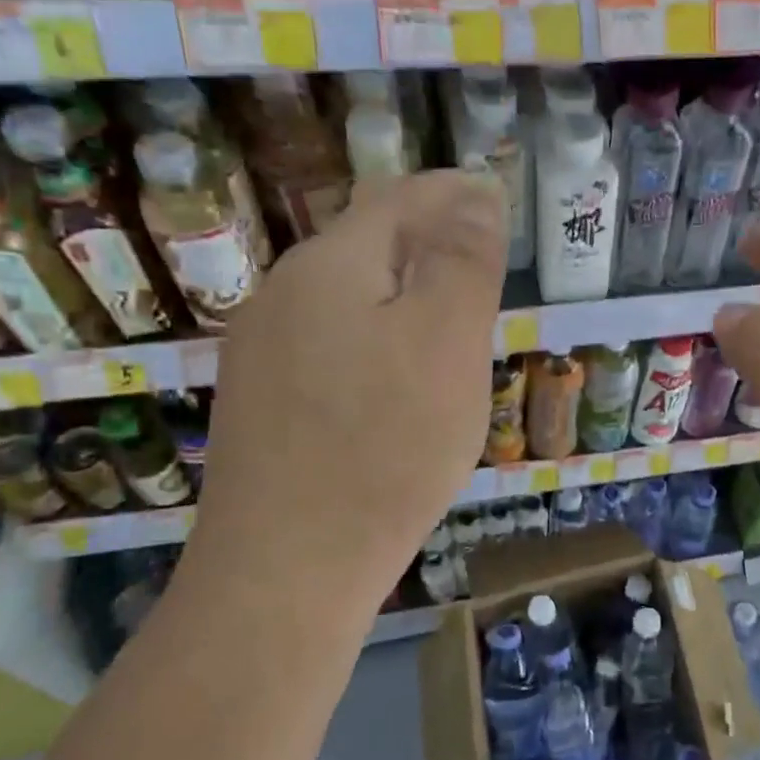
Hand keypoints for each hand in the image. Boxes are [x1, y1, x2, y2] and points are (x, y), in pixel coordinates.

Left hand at [186, 171, 507, 605]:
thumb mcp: (446, 343)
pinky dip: (377, 343)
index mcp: (329, 266)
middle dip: (429, 245)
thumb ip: (462, 261)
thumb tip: (473, 195)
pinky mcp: (263, 404)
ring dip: (404, 298)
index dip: (453, 194)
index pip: (398, 199)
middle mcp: (282, 295)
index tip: (496, 201)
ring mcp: (263, 353)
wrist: (288, 566)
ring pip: (350, 301)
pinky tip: (396, 383)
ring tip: (451, 326)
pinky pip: (332, 348)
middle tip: (484, 269)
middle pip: (368, 247)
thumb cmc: (386, 446)